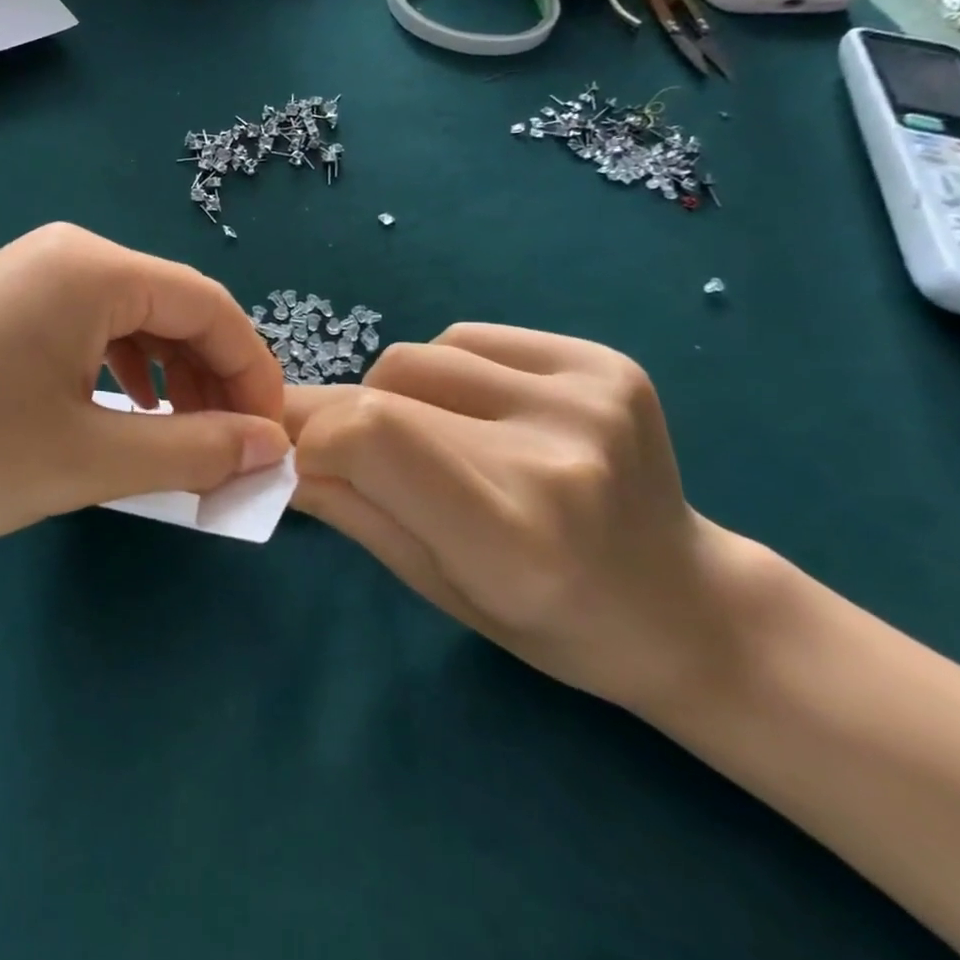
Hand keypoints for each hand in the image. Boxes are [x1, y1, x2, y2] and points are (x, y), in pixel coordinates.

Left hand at [0, 224, 289, 564]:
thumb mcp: (86, 459)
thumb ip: (191, 450)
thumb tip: (269, 447)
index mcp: (93, 268)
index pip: (210, 305)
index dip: (254, 372)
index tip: (272, 440)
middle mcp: (61, 258)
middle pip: (170, 310)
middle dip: (211, 380)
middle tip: (227, 454)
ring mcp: (20, 284)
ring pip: (126, 326)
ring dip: (166, 384)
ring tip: (179, 446)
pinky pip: (80, 339)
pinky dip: (116, 381)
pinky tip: (115, 420)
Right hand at [284, 325, 761, 714]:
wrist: (686, 606)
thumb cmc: (549, 621)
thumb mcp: (435, 584)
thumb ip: (348, 508)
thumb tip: (274, 453)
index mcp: (510, 535)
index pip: (370, 436)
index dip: (316, 437)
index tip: (304, 460)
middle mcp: (554, 454)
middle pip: (385, 385)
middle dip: (345, 416)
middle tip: (352, 451)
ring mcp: (589, 397)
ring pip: (420, 354)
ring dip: (396, 394)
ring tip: (434, 438)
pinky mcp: (605, 362)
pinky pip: (468, 338)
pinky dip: (445, 371)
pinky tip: (478, 413)